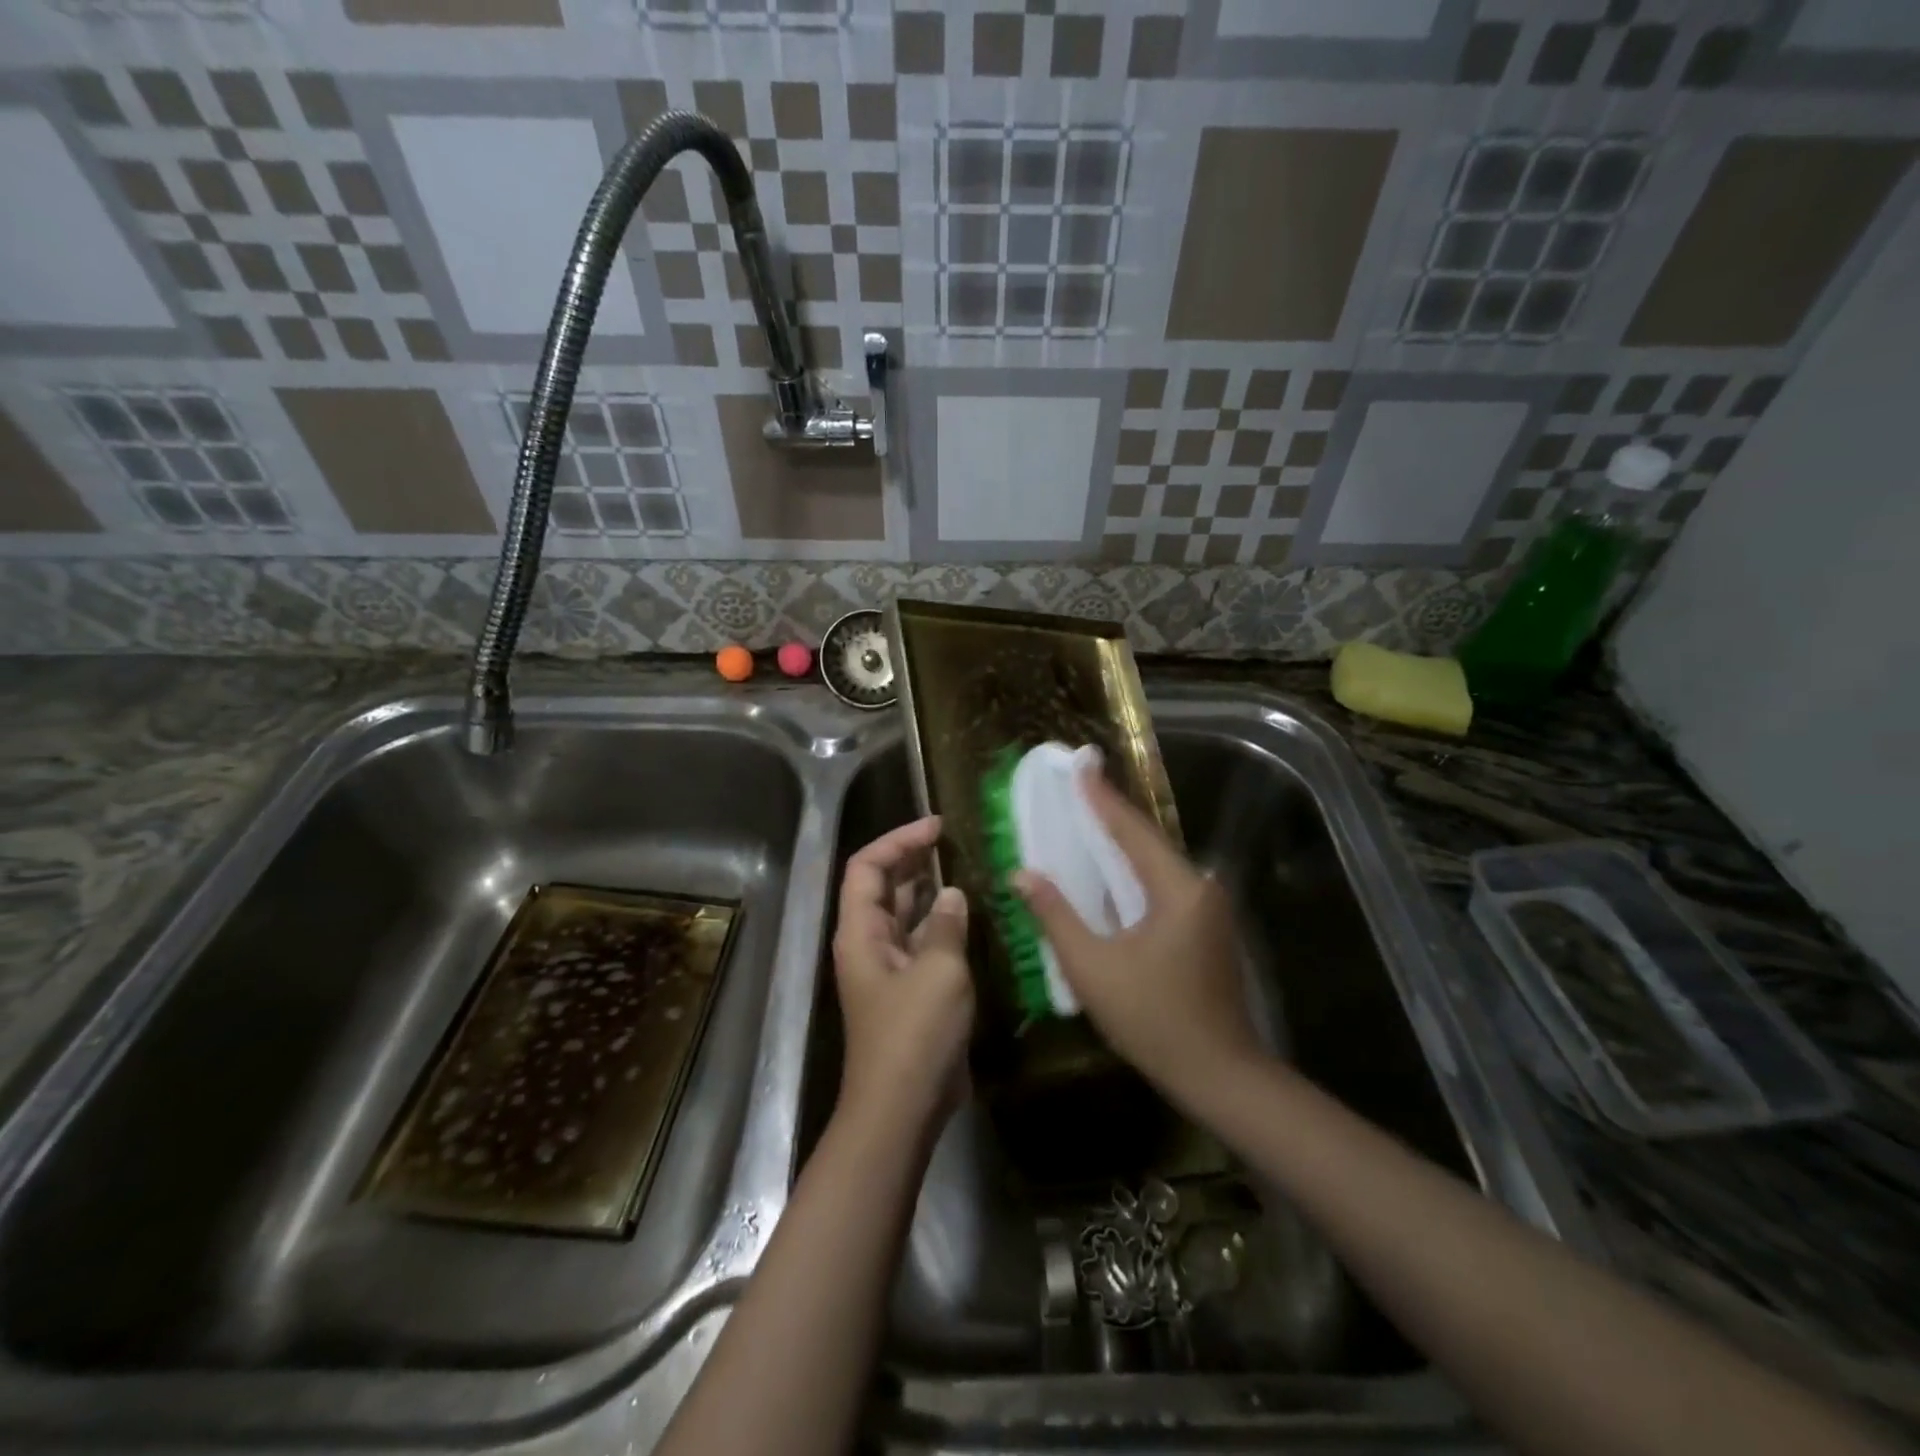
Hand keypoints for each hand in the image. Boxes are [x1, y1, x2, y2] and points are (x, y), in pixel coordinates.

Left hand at [831, 816, 974, 1138]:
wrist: (903, 1108)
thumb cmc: (915, 1034)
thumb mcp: (939, 971)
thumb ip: (947, 925)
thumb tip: (951, 895)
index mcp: (861, 933)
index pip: (866, 867)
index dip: (898, 840)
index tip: (936, 826)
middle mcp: (869, 944)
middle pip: (882, 887)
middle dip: (913, 859)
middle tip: (952, 841)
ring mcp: (889, 968)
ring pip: (904, 915)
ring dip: (929, 890)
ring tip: (965, 868)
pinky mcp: (910, 991)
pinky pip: (922, 943)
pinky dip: (942, 924)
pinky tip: (970, 915)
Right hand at [1014, 772, 1263, 1103]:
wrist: (1219, 1074)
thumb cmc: (1152, 1020)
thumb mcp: (1093, 967)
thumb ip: (1056, 915)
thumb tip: (1023, 874)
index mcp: (1177, 889)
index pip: (1131, 830)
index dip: (1100, 797)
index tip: (1080, 764)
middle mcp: (1200, 887)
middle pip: (1147, 840)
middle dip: (1110, 813)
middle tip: (1078, 785)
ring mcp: (1208, 908)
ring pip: (1156, 863)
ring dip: (1122, 842)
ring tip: (1086, 817)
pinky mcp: (1206, 927)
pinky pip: (1163, 884)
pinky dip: (1133, 871)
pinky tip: (1111, 870)